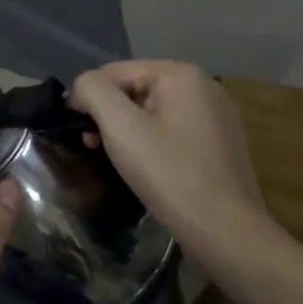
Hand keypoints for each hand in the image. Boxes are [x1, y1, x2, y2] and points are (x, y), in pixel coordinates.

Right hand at [69, 60, 276, 247]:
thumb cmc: (168, 172)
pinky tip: (144, 165)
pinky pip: (170, 129)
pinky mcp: (219, 142)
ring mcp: (215, 115)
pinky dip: (149, 141)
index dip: (88, 97)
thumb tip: (81, 87)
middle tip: (93, 145)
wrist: (224, 231)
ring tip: (114, 157)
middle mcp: (203, 86)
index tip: (78, 130)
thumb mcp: (119, 125)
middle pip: (133, 89)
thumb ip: (92, 91)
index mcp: (181, 74)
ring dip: (125, 129)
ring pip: (150, 111)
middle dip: (108, 114)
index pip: (114, 72)